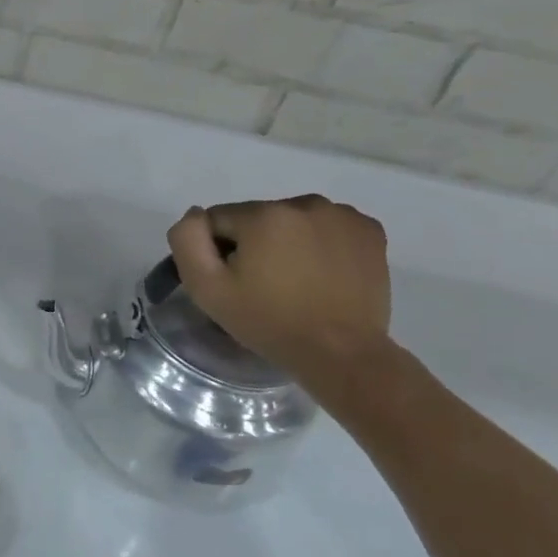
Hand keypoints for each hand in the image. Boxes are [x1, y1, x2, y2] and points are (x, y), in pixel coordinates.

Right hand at [168, 195, 392, 383]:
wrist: (342, 354)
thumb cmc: (268, 322)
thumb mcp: (206, 288)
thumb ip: (187, 240)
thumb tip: (196, 215)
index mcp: (262, 214)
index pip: (219, 219)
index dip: (218, 251)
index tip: (232, 281)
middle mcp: (304, 203)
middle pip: (257, 217)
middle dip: (254, 244)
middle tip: (262, 285)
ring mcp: (343, 215)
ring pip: (293, 220)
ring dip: (287, 241)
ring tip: (295, 281)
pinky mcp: (370, 230)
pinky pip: (327, 226)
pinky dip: (321, 242)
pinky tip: (322, 272)